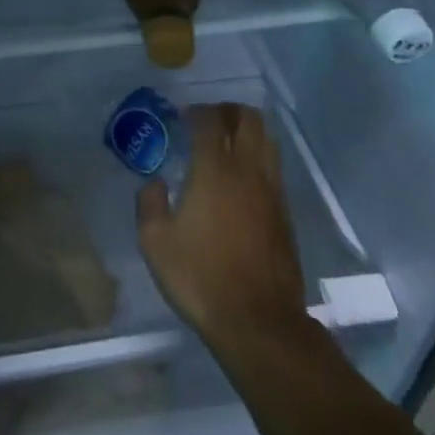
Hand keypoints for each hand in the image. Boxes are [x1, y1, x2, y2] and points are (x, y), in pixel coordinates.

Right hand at [137, 104, 311, 356]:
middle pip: (248, 118)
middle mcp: (247, 170)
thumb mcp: (155, 242)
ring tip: (228, 143)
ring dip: (248, 131)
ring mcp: (272, 191)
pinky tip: (242, 178)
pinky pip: (274, 168)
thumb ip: (149, 203)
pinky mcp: (285, 214)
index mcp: (214, 169)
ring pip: (268, 140)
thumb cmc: (201, 278)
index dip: (196, 111)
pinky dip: (259, 158)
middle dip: (228, 110)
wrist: (259, 323)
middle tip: (209, 120)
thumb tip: (155, 182)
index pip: (210, 120)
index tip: (183, 116)